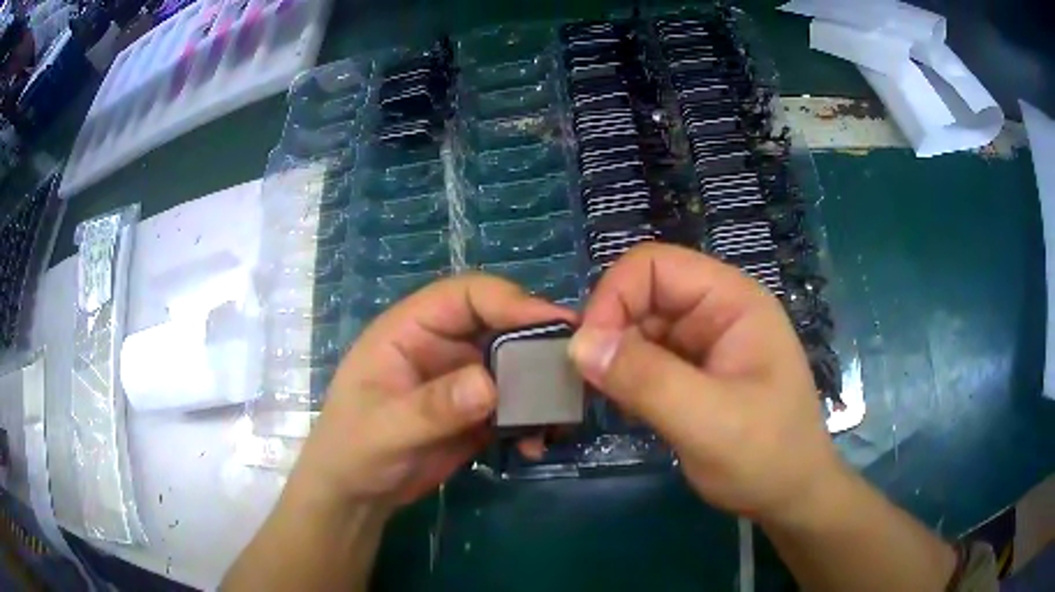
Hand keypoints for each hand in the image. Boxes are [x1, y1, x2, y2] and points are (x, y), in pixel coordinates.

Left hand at [287, 274, 573, 514]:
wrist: (358, 494)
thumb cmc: (353, 450)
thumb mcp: (385, 428)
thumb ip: (433, 406)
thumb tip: (490, 385)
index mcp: (411, 330)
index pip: (465, 295)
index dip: (510, 300)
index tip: (555, 322)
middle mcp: (442, 346)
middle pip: (501, 327)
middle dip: (539, 345)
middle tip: (576, 370)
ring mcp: (463, 380)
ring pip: (516, 366)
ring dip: (542, 388)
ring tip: (562, 417)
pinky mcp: (478, 413)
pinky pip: (516, 405)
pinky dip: (533, 420)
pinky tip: (536, 445)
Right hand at [568, 243, 846, 524]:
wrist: (790, 496)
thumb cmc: (765, 456)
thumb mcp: (708, 421)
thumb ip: (646, 380)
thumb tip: (579, 344)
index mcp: (731, 301)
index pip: (655, 266)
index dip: (613, 296)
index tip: (588, 352)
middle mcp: (716, 311)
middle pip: (643, 294)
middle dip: (610, 332)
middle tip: (591, 383)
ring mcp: (704, 343)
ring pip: (639, 328)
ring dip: (615, 359)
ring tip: (609, 400)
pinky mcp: (693, 372)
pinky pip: (645, 359)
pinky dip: (625, 378)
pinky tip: (626, 408)